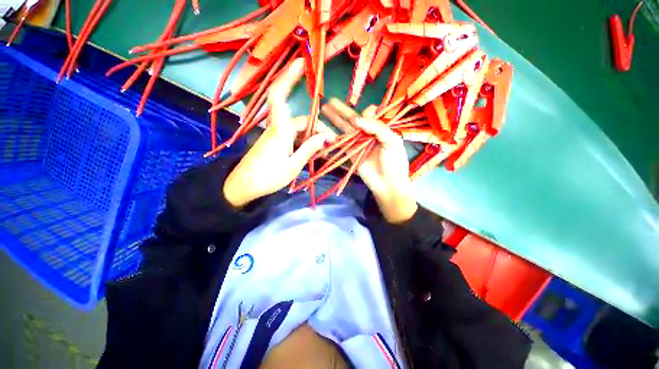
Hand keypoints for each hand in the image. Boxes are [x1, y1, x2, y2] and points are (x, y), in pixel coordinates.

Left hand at [223, 59, 327, 207]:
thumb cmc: (268, 177)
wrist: (244, 187)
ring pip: (300, 131)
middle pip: (302, 121)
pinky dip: (305, 143)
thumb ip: (309, 149)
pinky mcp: (276, 143)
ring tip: (323, 151)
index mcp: (280, 130)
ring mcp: (277, 136)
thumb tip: (325, 137)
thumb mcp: (293, 165)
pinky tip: (313, 152)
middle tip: (331, 144)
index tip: (301, 63)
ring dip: (313, 138)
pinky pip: (294, 138)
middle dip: (318, 130)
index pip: (280, 96)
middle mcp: (278, 128)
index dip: (289, 77)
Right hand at [322, 101, 417, 222]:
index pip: (371, 115)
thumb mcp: (392, 142)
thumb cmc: (395, 163)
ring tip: (324, 109)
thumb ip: (377, 128)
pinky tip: (324, 128)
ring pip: (345, 128)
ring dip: (335, 119)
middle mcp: (368, 134)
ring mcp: (357, 143)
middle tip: (330, 100)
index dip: (367, 112)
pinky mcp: (350, 153)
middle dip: (342, 110)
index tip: (367, 115)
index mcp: (381, 129)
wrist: (388, 184)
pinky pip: (341, 142)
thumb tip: (357, 120)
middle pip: (354, 119)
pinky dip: (332, 135)